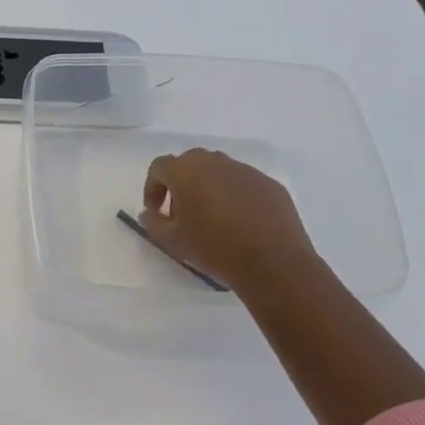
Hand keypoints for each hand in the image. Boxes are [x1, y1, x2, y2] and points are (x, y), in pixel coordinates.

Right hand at [142, 148, 327, 297]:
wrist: (274, 263)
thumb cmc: (215, 248)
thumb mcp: (172, 241)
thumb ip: (153, 223)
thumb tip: (150, 213)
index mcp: (186, 171)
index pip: (159, 167)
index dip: (153, 188)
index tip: (157, 212)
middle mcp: (215, 162)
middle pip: (189, 164)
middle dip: (181, 185)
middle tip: (183, 213)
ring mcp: (246, 170)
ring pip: (218, 172)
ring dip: (209, 188)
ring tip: (214, 218)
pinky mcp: (269, 184)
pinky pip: (244, 184)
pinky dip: (236, 196)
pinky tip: (242, 223)